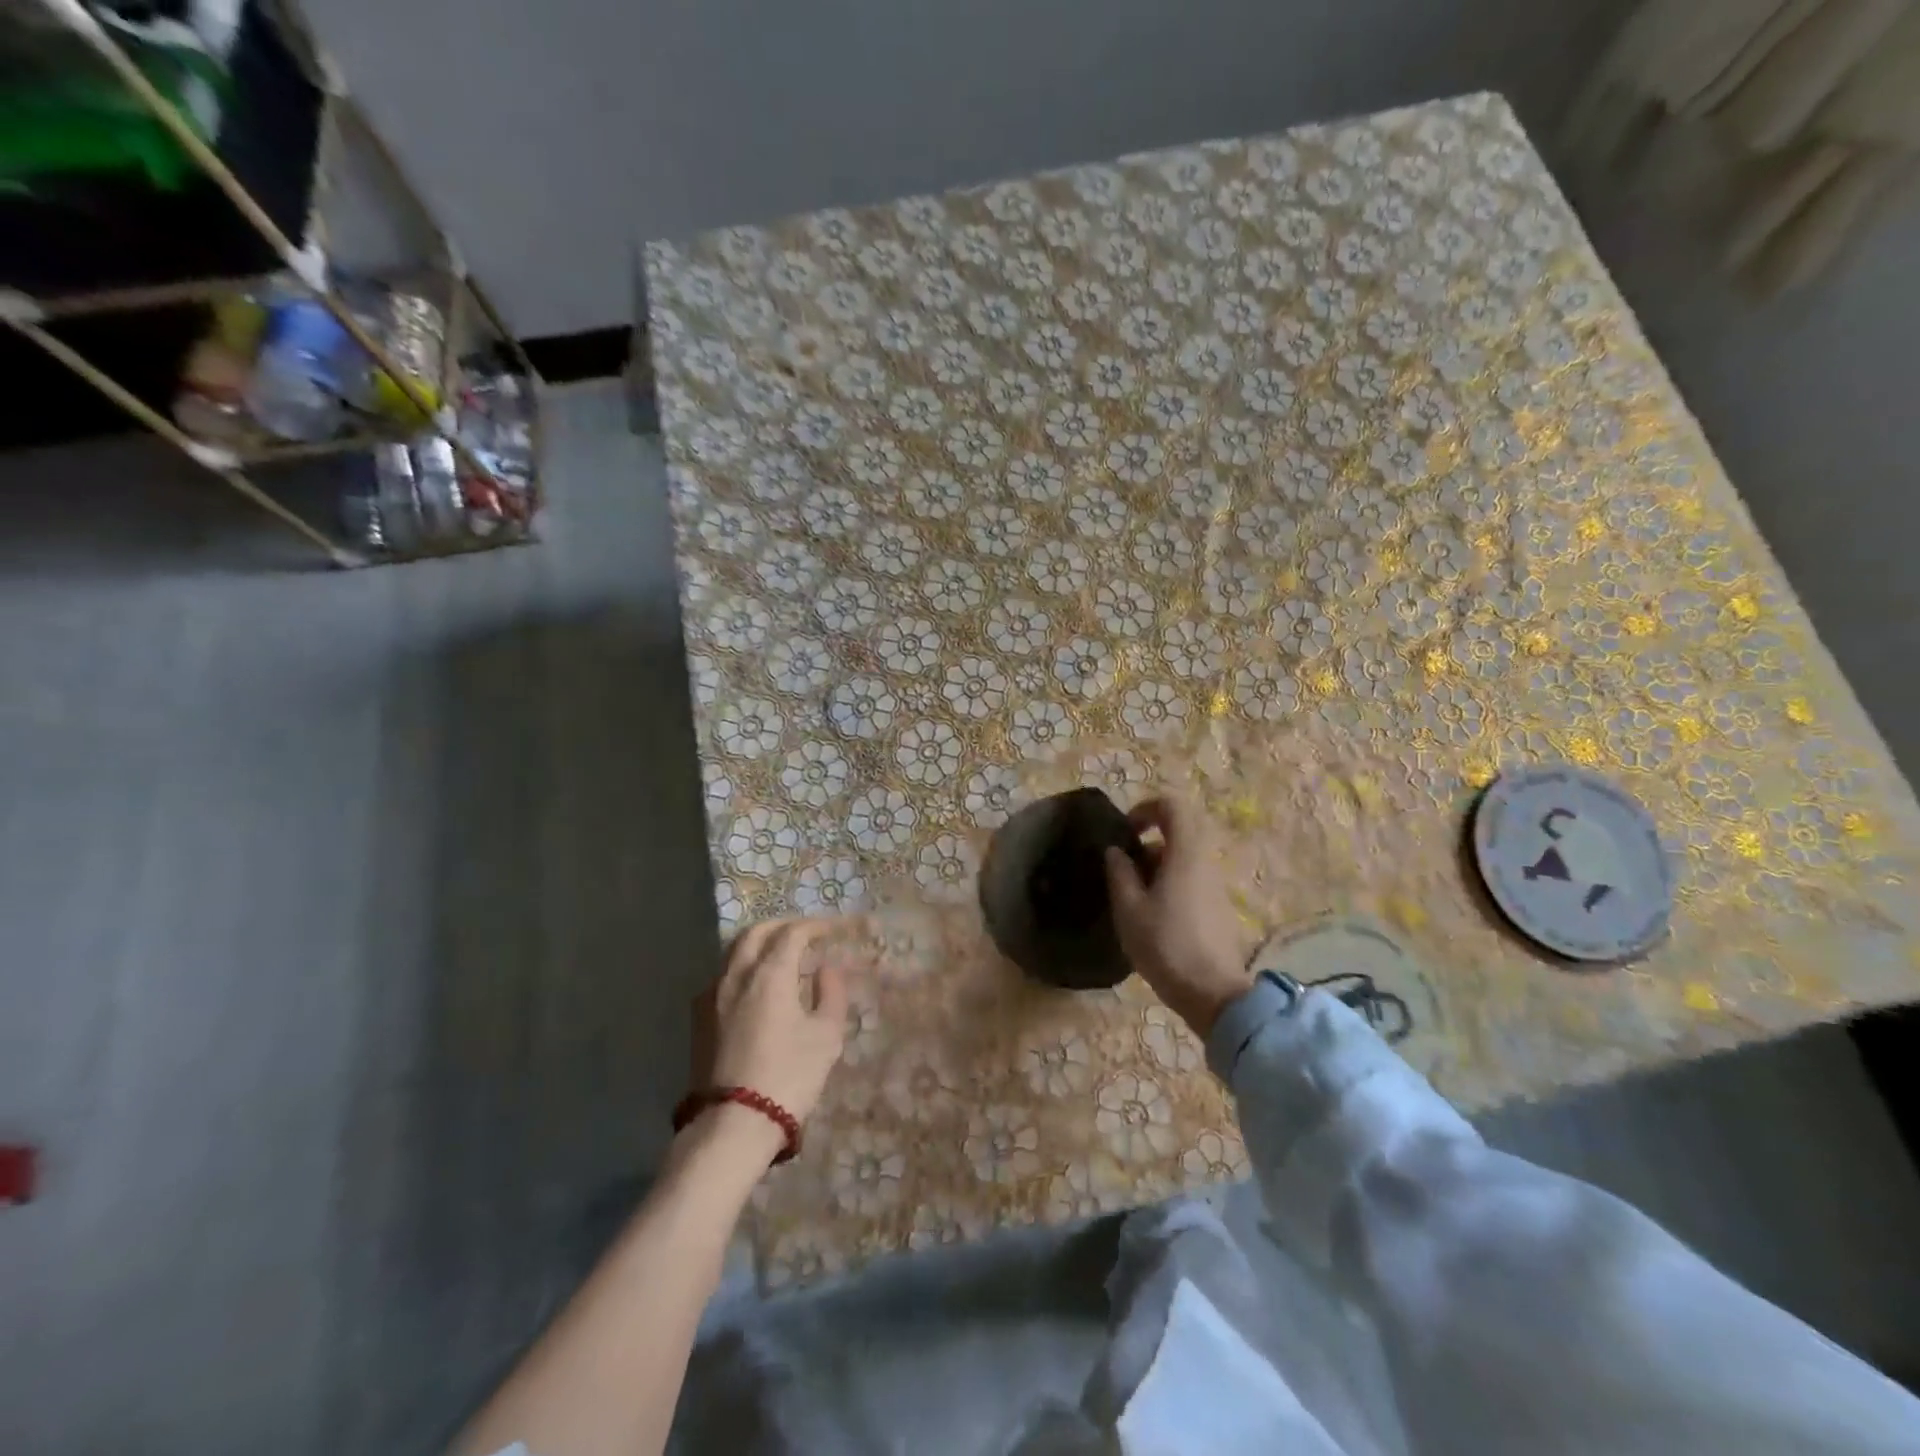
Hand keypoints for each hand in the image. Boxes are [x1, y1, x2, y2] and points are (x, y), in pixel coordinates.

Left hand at [697, 917, 848, 1126]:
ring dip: (758, 943)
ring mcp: (712, 995)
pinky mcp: (699, 1018)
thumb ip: (831, 993)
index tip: (831, 928)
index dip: (813, 925)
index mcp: (770, 973)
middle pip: (756, 932)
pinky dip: (742, 966)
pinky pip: (722, 975)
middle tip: (804, 933)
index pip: (792, 933)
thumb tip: (826, 968)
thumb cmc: (789, 1076)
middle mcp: (736, 975)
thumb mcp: (826, 1035)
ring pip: (734, 952)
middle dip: (782, 926)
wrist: (734, 1124)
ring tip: (779, 954)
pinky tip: (754, 985)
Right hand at [1103, 797, 1252, 1036]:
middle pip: (1178, 833)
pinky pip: (1191, 880)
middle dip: (1147, 844)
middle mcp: (1206, 862)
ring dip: (1155, 868)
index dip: (1146, 809)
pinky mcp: (1218, 908)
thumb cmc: (1165, 945)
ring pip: (1183, 860)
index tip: (1125, 831)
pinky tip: (1152, 918)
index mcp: (1186, 854)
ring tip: (1131, 899)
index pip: (1173, 807)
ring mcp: (1216, 886)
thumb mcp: (1129, 909)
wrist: (1213, 994)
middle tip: (1123, 869)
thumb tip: (1116, 851)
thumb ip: (1120, 873)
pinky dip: (1168, 885)